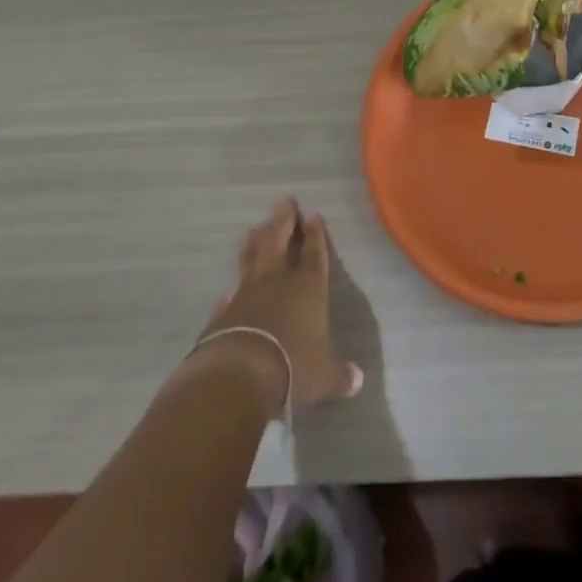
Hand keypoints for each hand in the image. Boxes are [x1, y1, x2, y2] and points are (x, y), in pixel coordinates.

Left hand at [193, 197, 363, 416]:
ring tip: (253, 228)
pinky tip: (227, 289)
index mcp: (309, 289)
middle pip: (280, 243)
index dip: (315, 235)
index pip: (315, 254)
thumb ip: (339, 375)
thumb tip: (357, 381)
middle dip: (283, 221)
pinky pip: (229, 296)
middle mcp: (278, 283)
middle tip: (283, 201)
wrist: (239, 375)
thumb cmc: (293, 367)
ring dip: (254, 244)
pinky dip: (230, 290)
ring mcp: (247, 295)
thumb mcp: (323, 376)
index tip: (313, 215)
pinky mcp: (223, 315)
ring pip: (252, 261)